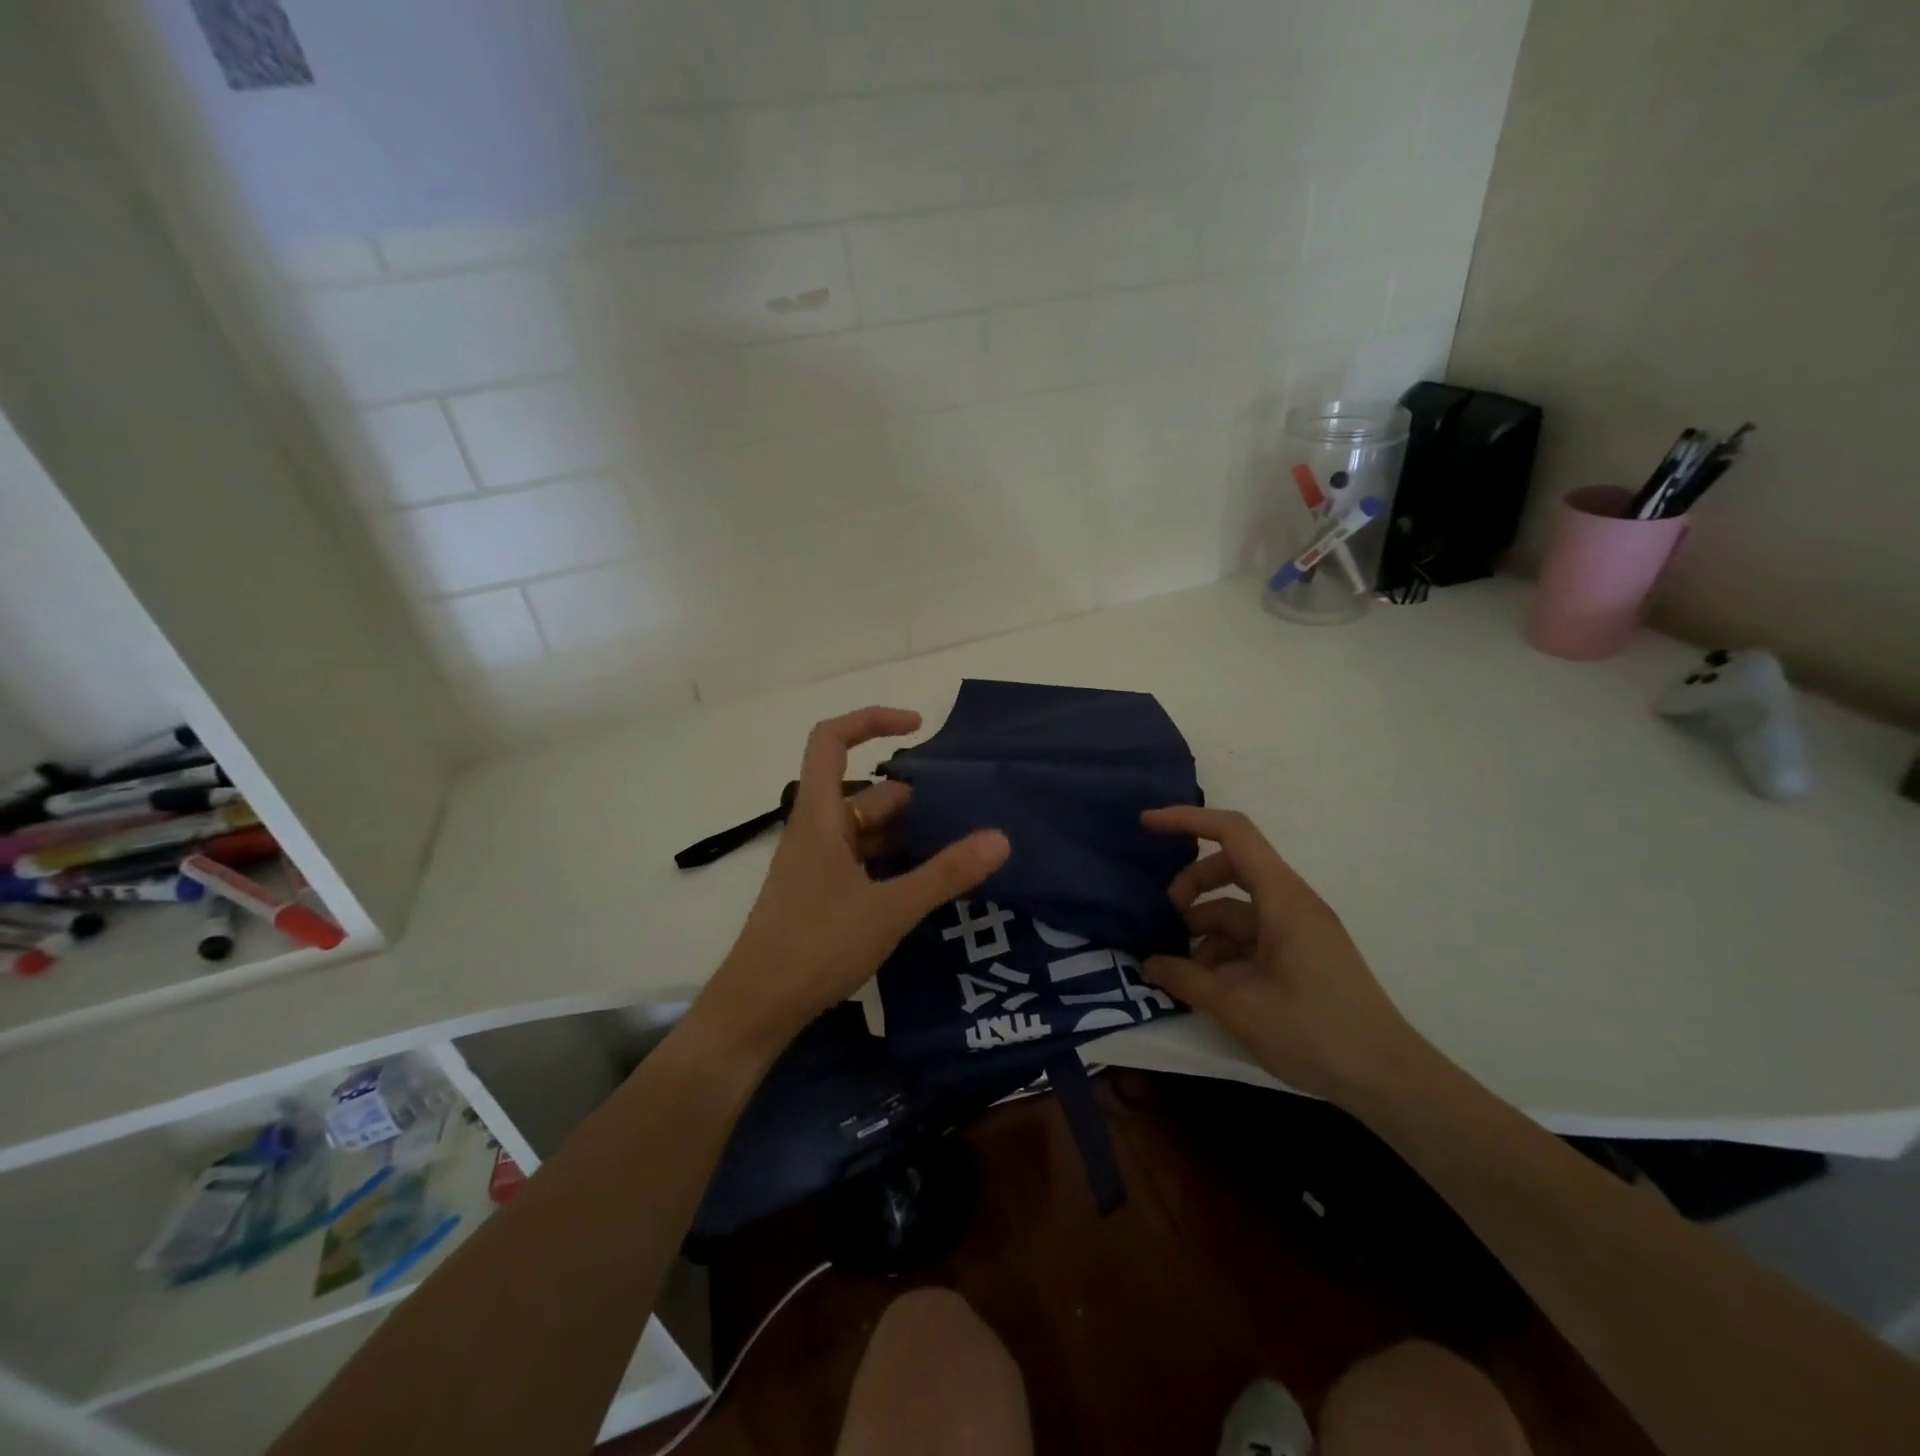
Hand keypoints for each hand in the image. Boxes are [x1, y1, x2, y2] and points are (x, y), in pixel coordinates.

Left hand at [694, 707, 1010, 1058]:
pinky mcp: (824, 893)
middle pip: (867, 792)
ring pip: (869, 830)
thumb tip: (1000, 838)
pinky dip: (897, 862)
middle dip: (916, 797)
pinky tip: (930, 882)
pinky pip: (865, 861)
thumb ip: (945, 873)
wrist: (757, 1008)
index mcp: (820, 816)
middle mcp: (818, 831)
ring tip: (961, 848)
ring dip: (910, 834)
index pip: (831, 741)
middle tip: (968, 813)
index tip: (918, 725)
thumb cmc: (815, 946)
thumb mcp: (889, 909)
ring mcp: (819, 864)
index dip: (870, 719)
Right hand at [1139, 806, 1432, 1103]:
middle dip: (1190, 886)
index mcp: (1283, 899)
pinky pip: (1252, 936)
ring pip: (1238, 907)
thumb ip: (1186, 979)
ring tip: (1179, 968)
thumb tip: (1148, 964)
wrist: (1387, 1079)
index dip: (1187, 820)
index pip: (1233, 833)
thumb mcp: (1238, 1007)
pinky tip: (1206, 985)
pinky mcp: (1301, 954)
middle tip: (1163, 920)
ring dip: (1203, 928)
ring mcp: (1298, 929)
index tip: (1146, 825)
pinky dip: (1223, 950)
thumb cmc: (1314, 1032)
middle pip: (1231, 867)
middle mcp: (1292, 903)